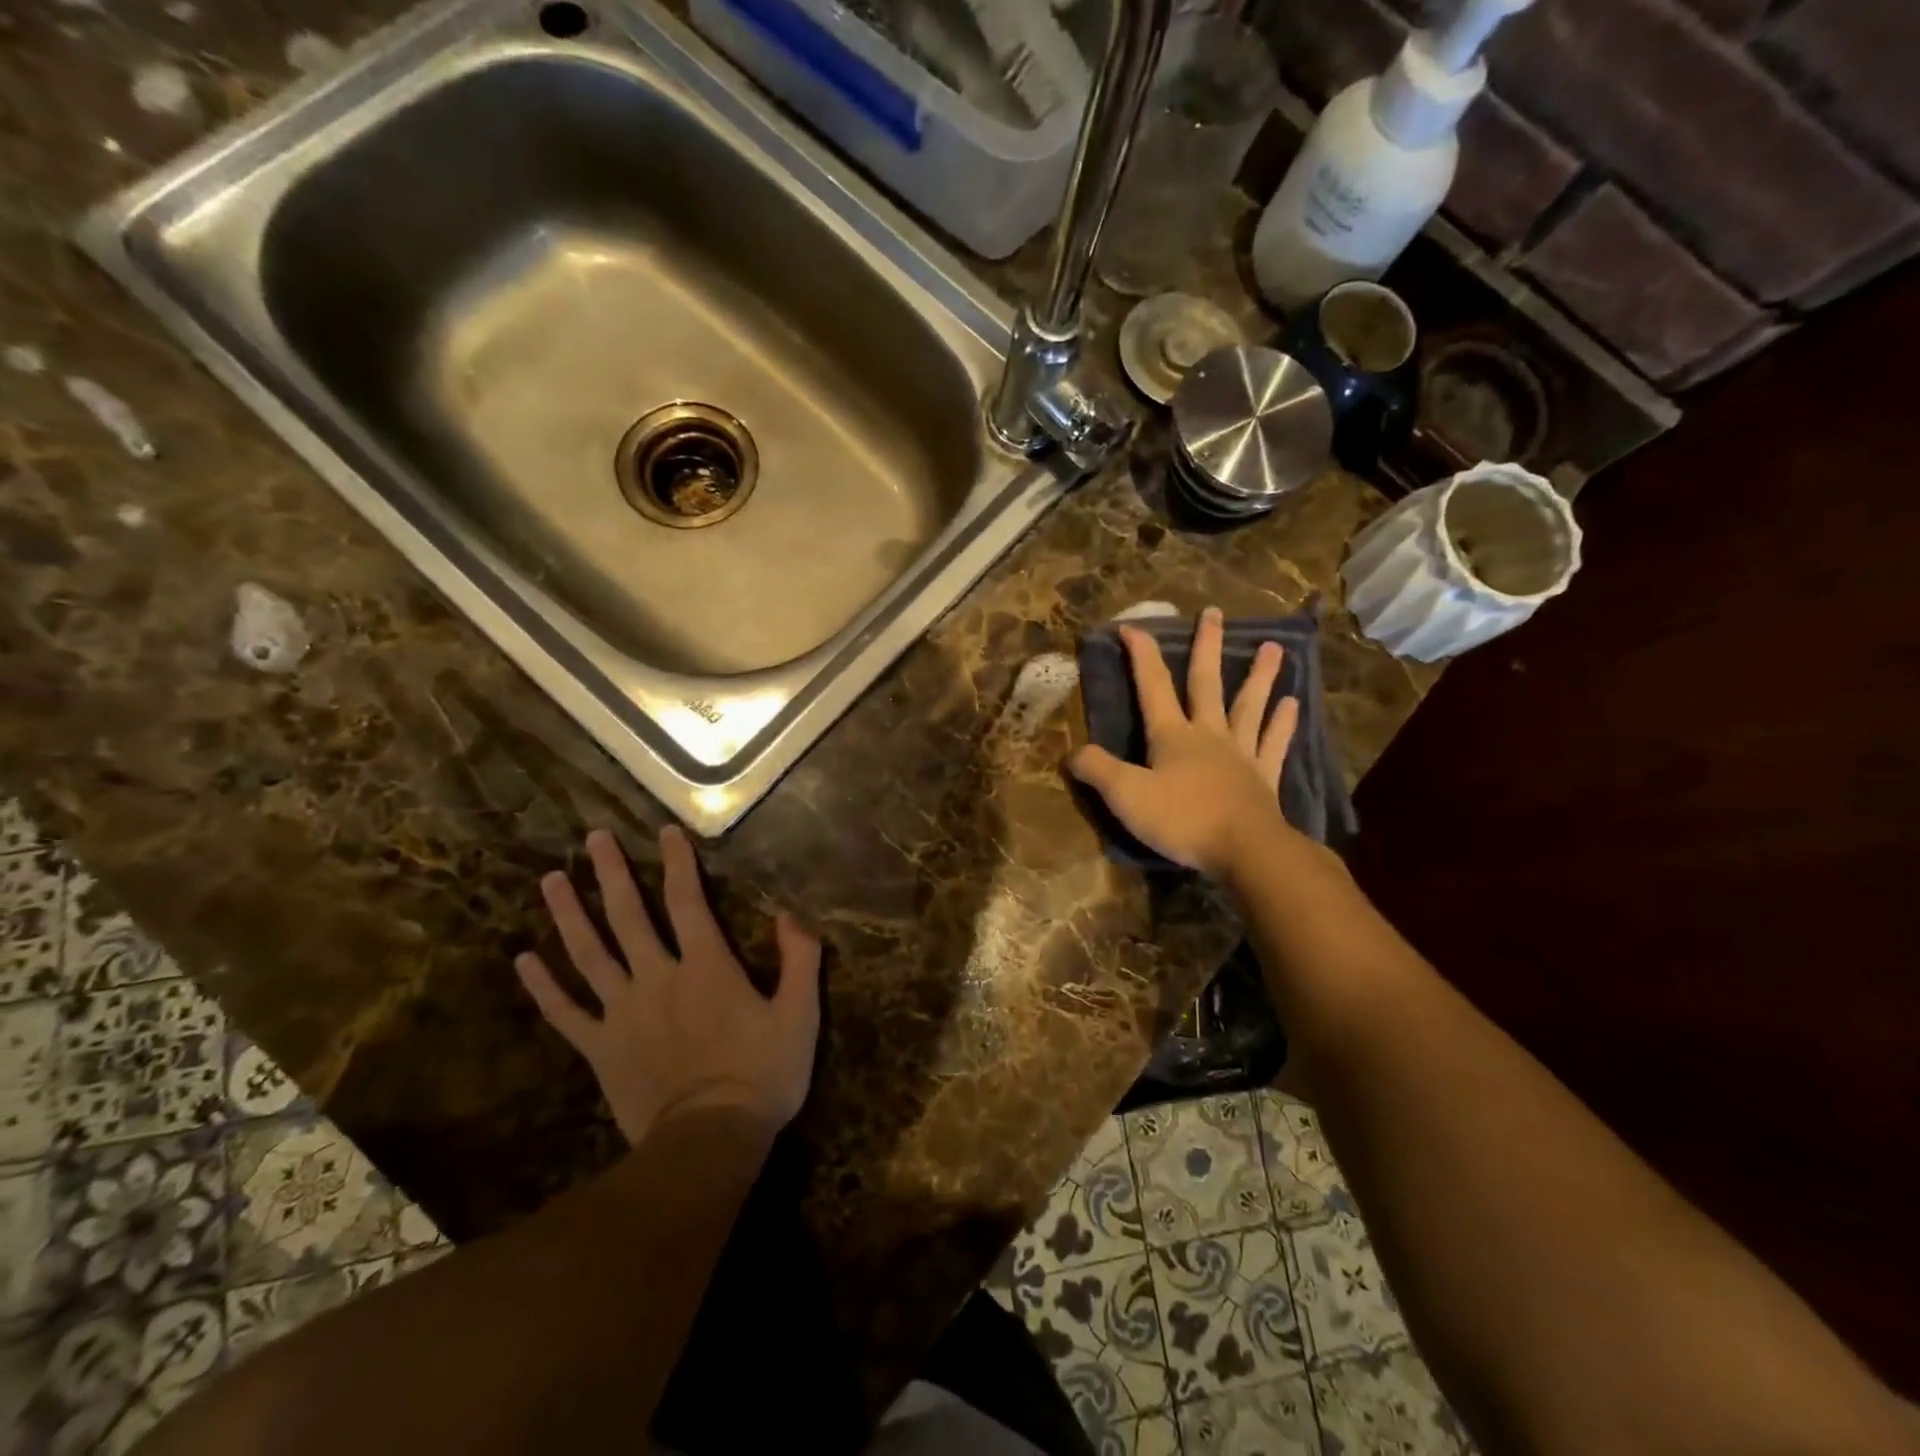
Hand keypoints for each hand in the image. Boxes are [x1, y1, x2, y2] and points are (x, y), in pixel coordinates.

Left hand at [515, 827, 821, 1147]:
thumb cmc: (762, 1075)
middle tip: (593, 838)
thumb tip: (790, 915)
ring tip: (551, 880)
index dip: (677, 863)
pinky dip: (543, 986)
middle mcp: (658, 978)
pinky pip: (565, 1012)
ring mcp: (622, 1012)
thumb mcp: (800, 1015)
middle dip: (611, 874)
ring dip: (569, 914)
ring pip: (589, 954)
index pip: (688, 902)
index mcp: (706, 967)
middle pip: (628, 917)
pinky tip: (523, 959)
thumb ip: (800, 960)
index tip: (665, 831)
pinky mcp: (600, 1048)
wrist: (709, 1143)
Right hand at [1068, 606, 1297, 876]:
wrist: (1245, 850)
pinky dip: (1283, 723)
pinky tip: (1293, 704)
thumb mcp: (1126, 796)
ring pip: (1249, 706)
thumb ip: (1097, 770)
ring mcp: (1241, 754)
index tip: (1132, 626)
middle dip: (1205, 647)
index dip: (1141, 655)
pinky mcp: (1264, 778)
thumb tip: (1071, 753)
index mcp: (1172, 736)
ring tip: (1273, 647)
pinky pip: (1274, 743)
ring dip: (1259, 676)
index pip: (1152, 686)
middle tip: (1213, 612)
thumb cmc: (1183, 820)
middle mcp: (1208, 734)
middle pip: (1205, 683)